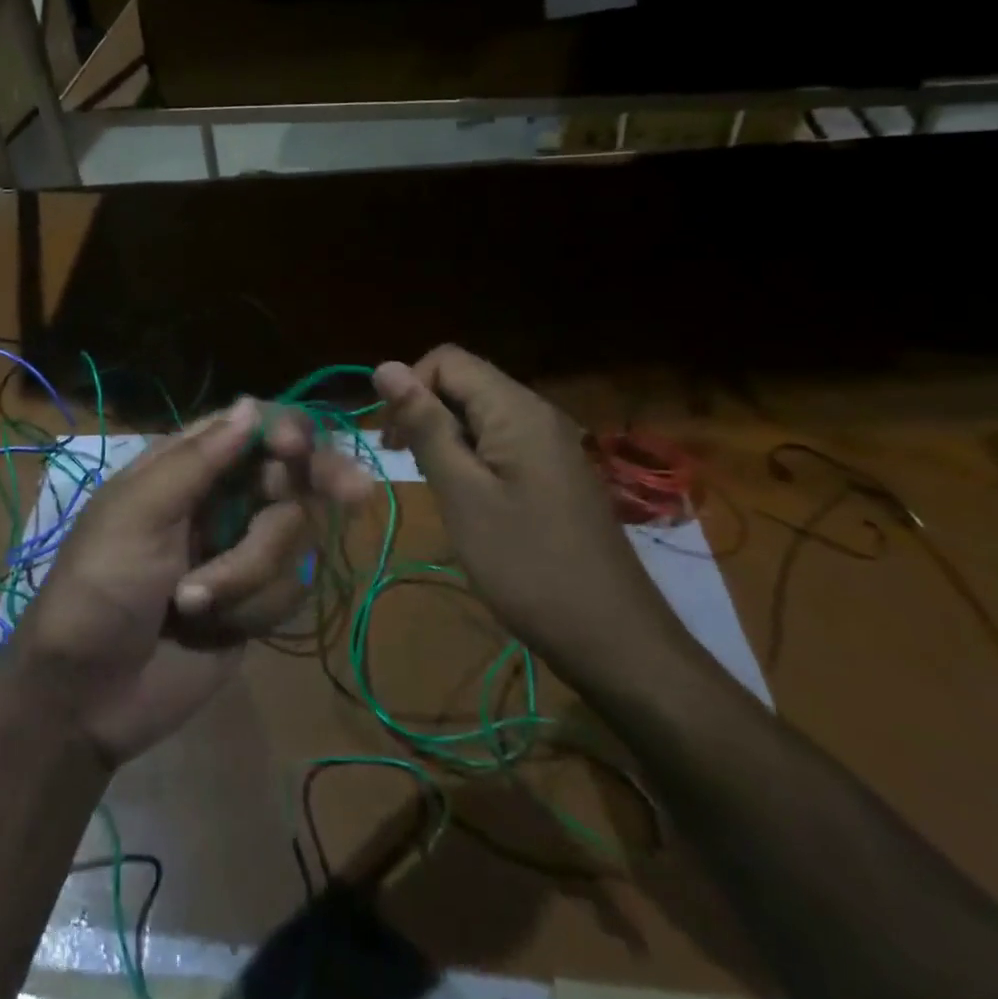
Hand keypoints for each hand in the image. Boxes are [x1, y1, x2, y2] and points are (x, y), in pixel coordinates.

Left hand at [10, 398, 373, 765]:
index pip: (251, 429)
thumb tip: (251, 404)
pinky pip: (291, 588)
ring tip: (192, 602)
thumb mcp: (137, 514)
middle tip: (357, 493)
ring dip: (250, 572)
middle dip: (315, 485)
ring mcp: (242, 551)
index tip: (297, 450)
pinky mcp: (257, 602)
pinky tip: (210, 629)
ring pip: (295, 535)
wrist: (87, 695)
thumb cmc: (100, 588)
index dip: (284, 432)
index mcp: (186, 467)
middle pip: (293, 474)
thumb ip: (198, 460)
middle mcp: (221, 500)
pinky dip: (253, 608)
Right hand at [373, 346, 684, 678]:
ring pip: (480, 414)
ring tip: (438, 487)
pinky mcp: (555, 472)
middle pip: (464, 382)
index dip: (409, 387)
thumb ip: (424, 426)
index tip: (393, 442)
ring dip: (446, 438)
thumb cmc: (526, 565)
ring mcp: (551, 443)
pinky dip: (472, 458)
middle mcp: (537, 412)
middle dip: (425, 413)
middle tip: (410, 468)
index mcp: (515, 409)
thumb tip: (384, 366)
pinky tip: (469, 500)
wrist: (614, 639)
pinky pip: (501, 441)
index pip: (447, 359)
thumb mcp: (461, 493)